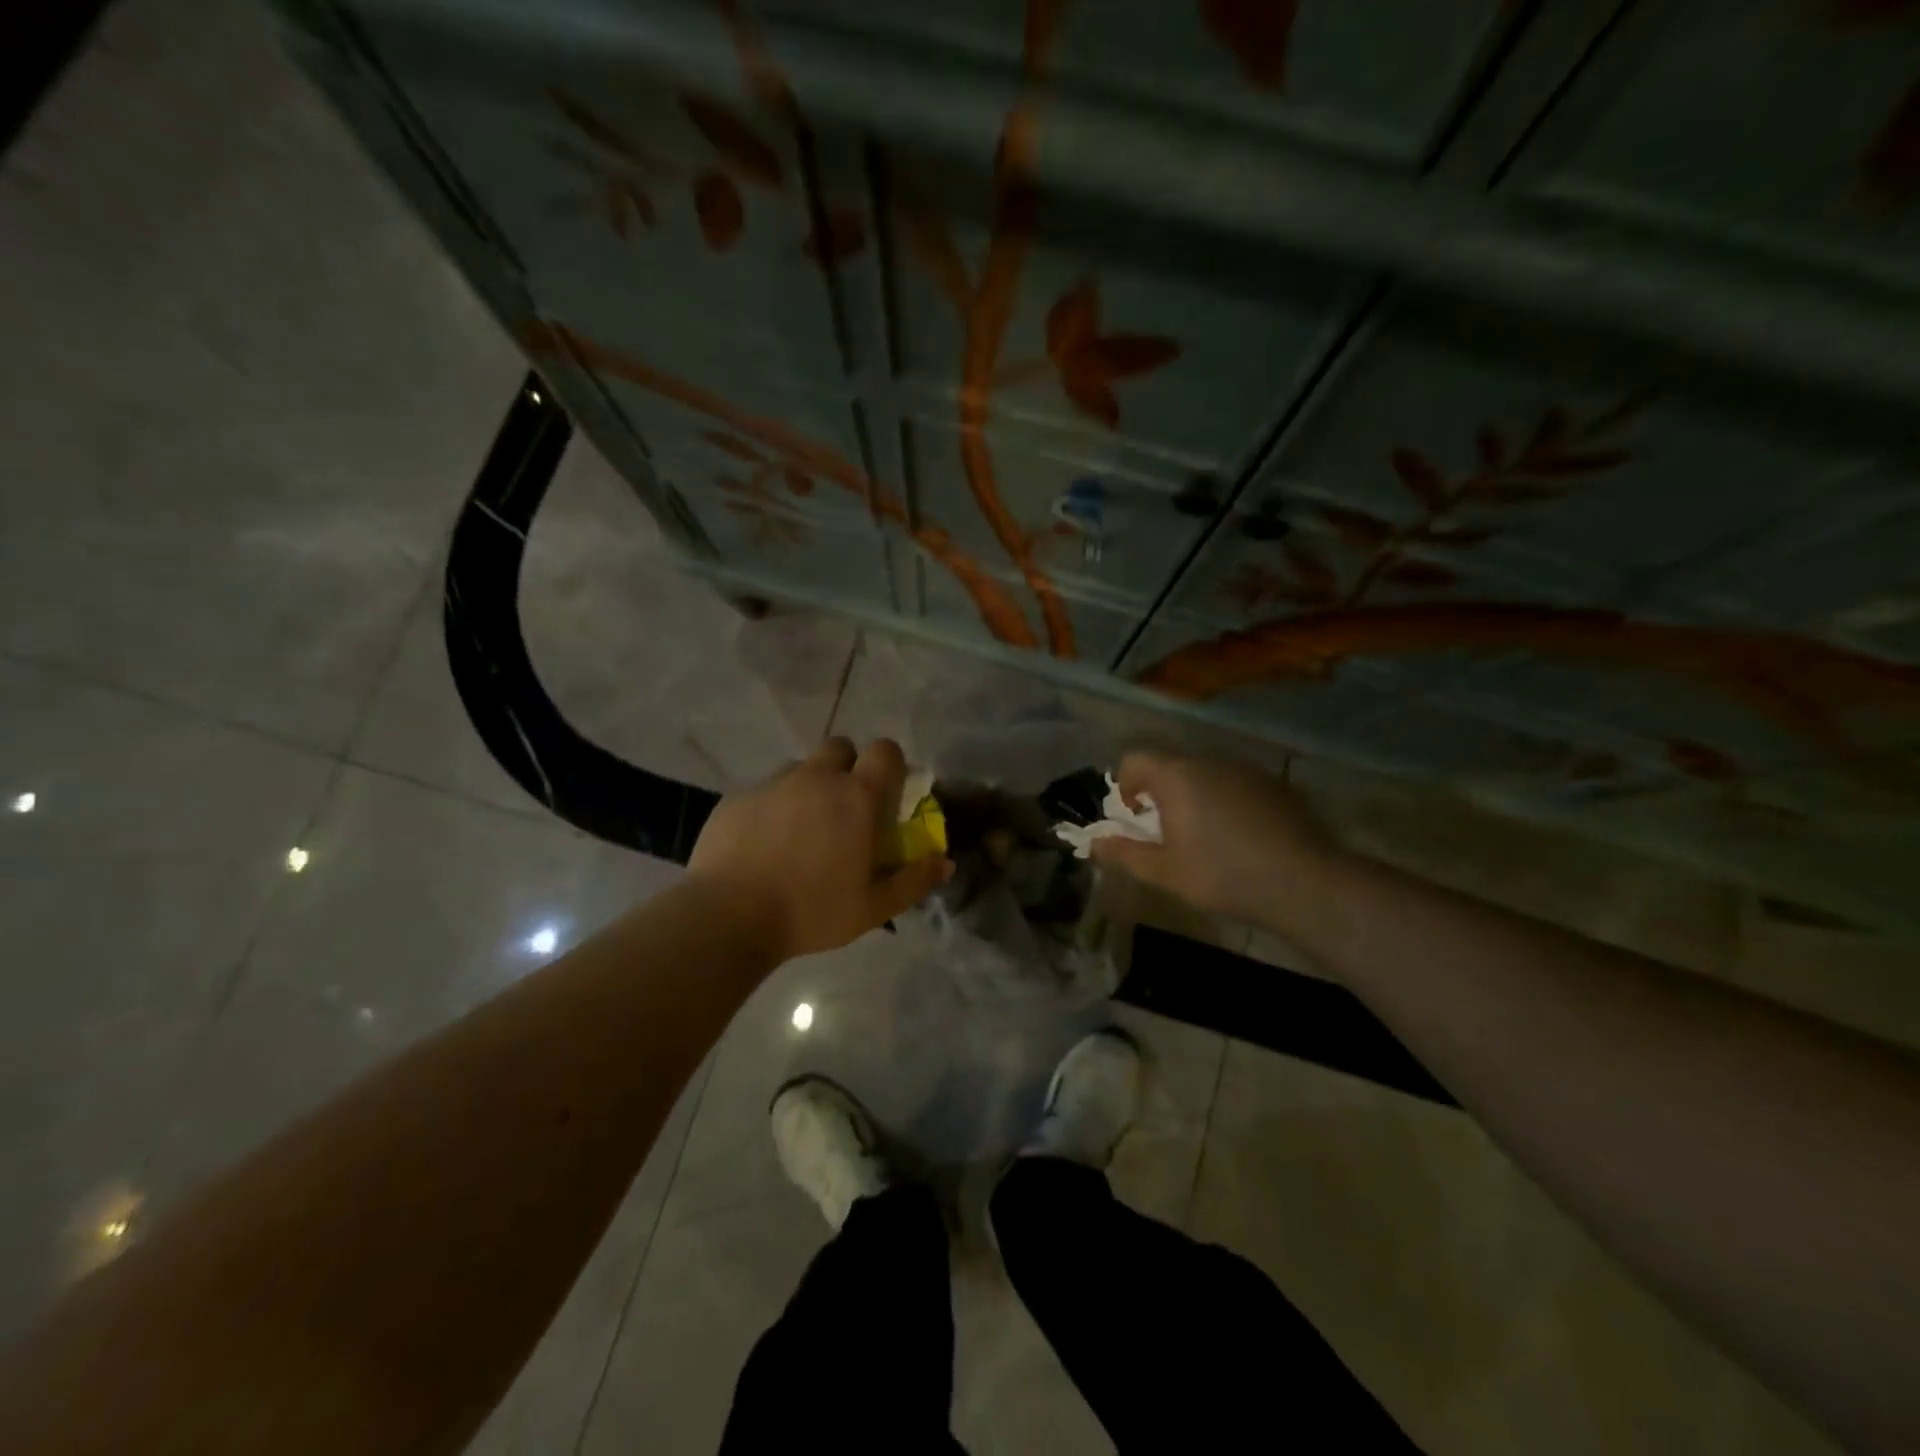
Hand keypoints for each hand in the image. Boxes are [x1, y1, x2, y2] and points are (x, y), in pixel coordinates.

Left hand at [689, 737, 953, 963]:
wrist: (728, 916)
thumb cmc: (812, 911)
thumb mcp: (873, 908)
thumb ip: (913, 881)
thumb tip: (944, 864)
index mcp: (857, 797)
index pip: (885, 750)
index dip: (891, 764)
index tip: (887, 792)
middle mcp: (816, 778)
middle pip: (841, 747)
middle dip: (848, 767)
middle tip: (845, 809)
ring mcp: (773, 784)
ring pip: (800, 768)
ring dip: (809, 786)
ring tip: (802, 829)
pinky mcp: (737, 798)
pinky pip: (764, 791)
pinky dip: (772, 808)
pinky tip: (763, 846)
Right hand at [1090, 750, 1342, 927]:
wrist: (1303, 882)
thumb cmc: (1222, 875)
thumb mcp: (1164, 872)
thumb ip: (1125, 853)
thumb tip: (1095, 843)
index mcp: (1176, 777)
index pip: (1135, 759)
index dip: (1125, 783)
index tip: (1134, 815)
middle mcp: (1209, 761)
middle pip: (1171, 764)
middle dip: (1160, 790)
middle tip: (1165, 829)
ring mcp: (1246, 769)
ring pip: (1206, 772)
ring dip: (1194, 793)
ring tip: (1203, 833)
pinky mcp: (1275, 784)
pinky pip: (1235, 782)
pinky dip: (1226, 799)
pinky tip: (1239, 835)